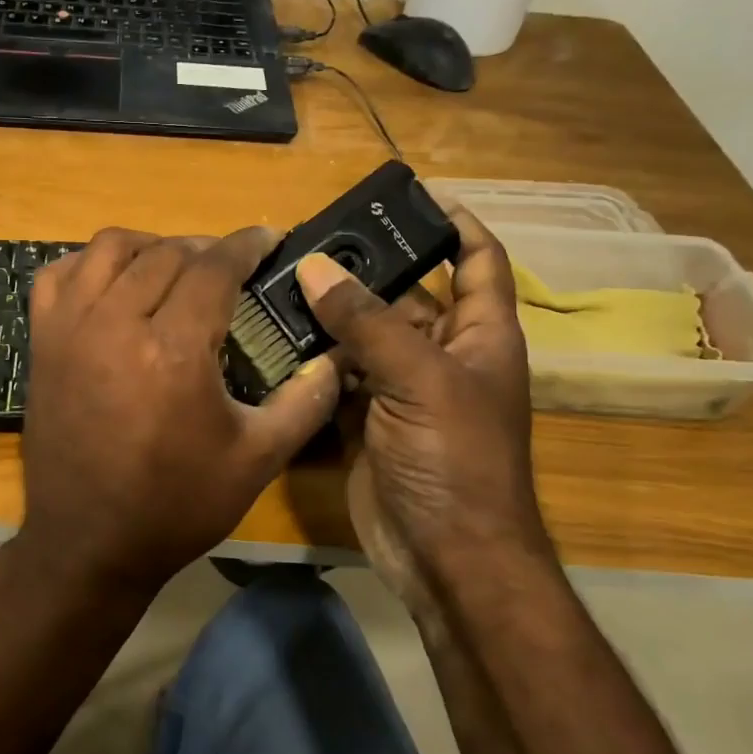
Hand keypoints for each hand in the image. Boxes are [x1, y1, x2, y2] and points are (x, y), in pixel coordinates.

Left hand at [16, 227, 339, 594]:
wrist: (89, 543)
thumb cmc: (176, 506)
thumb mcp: (257, 460)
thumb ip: (305, 402)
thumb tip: (338, 359)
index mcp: (173, 349)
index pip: (214, 268)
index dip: (246, 246)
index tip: (267, 239)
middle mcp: (116, 323)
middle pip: (166, 253)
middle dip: (205, 249)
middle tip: (229, 267)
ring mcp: (70, 329)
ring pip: (109, 248)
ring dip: (150, 246)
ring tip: (174, 267)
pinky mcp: (42, 343)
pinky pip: (58, 275)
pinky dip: (89, 265)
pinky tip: (112, 284)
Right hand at [294, 207, 550, 613]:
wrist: (446, 556)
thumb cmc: (455, 459)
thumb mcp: (419, 378)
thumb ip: (367, 321)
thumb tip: (313, 267)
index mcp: (479, 335)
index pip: (477, 261)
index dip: (455, 224)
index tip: (413, 197)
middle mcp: (441, 355)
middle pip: (404, 295)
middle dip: (363, 269)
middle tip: (307, 241)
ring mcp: (400, 389)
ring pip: (362, 336)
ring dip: (328, 314)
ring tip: (277, 281)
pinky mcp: (364, 420)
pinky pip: (336, 376)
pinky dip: (311, 360)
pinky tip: (274, 338)